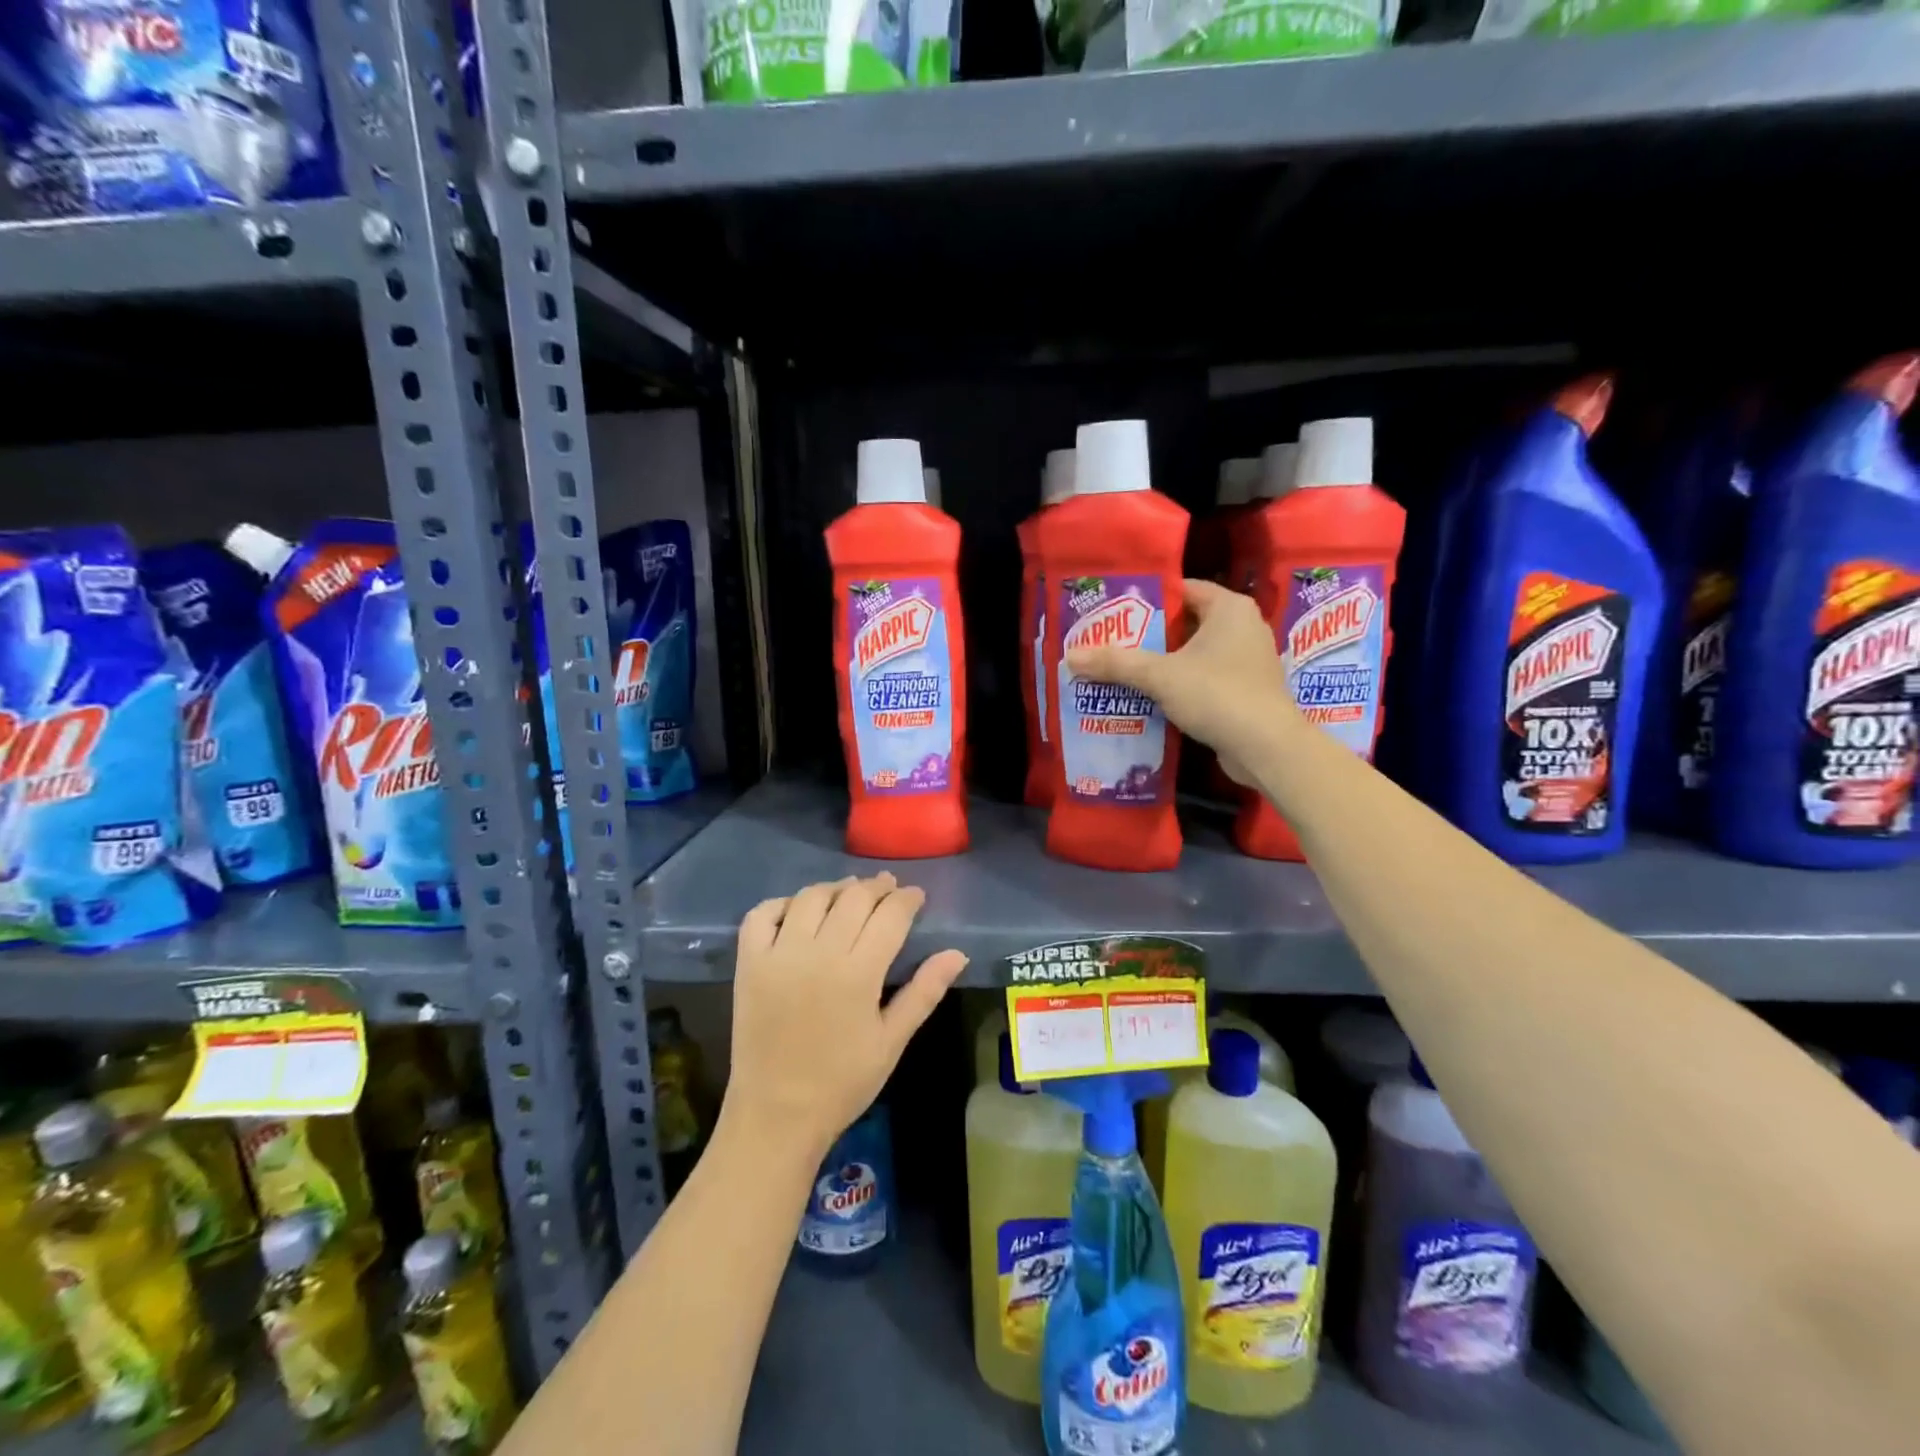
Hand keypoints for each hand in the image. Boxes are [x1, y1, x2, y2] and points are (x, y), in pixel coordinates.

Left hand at [725, 874, 966, 1157]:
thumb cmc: (842, 1083)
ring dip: (835, 888)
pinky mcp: (749, 963)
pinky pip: (762, 914)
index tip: (916, 895)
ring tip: (849, 893)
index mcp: (859, 974)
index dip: (907, 899)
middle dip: (876, 887)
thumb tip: (957, 953)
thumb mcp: (892, 1041)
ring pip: (811, 897)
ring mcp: (779, 955)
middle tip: (888, 888)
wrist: (776, 1115)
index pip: (890, 916)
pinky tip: (799, 910)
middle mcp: (819, 953)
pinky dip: (782, 903)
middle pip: (853, 898)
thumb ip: (924, 992)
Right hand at [1066, 578, 1296, 783]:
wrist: (1267, 748)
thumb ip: (1116, 663)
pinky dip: (1178, 686)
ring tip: (1120, 671)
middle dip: (1148, 636)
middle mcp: (1243, 627)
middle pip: (1184, 623)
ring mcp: (1247, 661)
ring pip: (1193, 654)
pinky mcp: (1245, 691)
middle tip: (1109, 643)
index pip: (1182, 589)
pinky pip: (1203, 679)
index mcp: (1229, 608)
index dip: (1146, 599)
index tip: (1113, 613)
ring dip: (1161, 664)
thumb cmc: (1218, 695)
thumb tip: (1069, 656)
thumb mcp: (1160, 676)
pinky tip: (1148, 698)